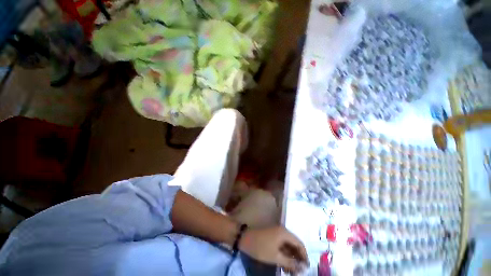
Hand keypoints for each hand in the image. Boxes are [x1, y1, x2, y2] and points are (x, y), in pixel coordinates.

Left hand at [239, 226, 308, 273]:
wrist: (245, 239)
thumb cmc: (261, 247)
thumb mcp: (275, 257)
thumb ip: (290, 262)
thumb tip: (302, 268)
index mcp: (285, 233)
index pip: (300, 244)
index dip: (304, 256)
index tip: (306, 268)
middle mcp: (283, 231)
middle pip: (294, 245)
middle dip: (297, 258)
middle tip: (298, 272)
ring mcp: (277, 233)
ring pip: (288, 246)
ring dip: (291, 258)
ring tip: (291, 271)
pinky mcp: (273, 236)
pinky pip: (282, 246)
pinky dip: (284, 255)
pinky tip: (284, 265)